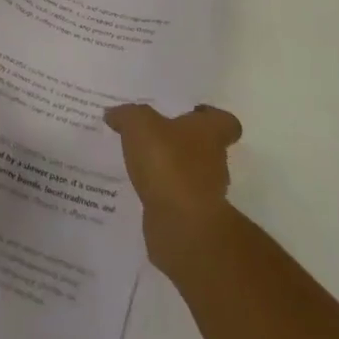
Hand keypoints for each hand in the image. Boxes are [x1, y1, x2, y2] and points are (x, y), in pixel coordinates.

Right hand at [104, 102, 243, 271]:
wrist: (181, 225)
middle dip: (183, 143)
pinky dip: (162, 194)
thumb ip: (127, 115)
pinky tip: (140, 188)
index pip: (225, 121)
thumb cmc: (168, 162)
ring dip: (171, 170)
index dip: (210, 117)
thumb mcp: (139, 125)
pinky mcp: (191, 218)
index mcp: (210, 133)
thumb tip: (113, 114)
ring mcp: (206, 193)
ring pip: (190, 174)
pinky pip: (176, 198)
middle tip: (155, 136)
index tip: (190, 113)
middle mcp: (215, 161)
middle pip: (206, 148)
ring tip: (142, 163)